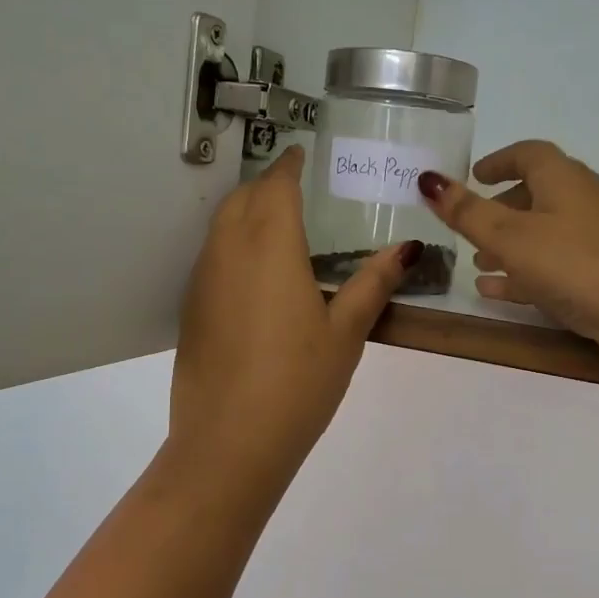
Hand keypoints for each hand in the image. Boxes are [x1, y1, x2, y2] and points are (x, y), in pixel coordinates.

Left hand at [168, 146, 416, 497]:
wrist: (229, 442)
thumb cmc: (298, 382)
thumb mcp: (346, 333)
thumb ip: (373, 284)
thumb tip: (407, 248)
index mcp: (271, 246)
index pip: (277, 186)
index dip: (290, 165)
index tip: (302, 155)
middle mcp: (229, 251)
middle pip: (243, 198)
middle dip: (268, 184)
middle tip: (297, 190)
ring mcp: (203, 279)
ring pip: (221, 225)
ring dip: (247, 211)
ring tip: (279, 225)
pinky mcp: (191, 308)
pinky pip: (212, 256)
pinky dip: (232, 244)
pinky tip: (256, 274)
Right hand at [418, 141, 598, 393]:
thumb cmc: (578, 264)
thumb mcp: (513, 237)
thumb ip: (467, 212)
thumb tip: (427, 179)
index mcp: (563, 181)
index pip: (529, 154)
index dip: (499, 160)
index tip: (474, 175)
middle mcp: (582, 205)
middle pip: (537, 196)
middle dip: (501, 209)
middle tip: (469, 225)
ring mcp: (596, 244)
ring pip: (544, 237)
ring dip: (510, 246)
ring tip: (477, 262)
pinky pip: (554, 270)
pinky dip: (524, 276)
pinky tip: (496, 293)